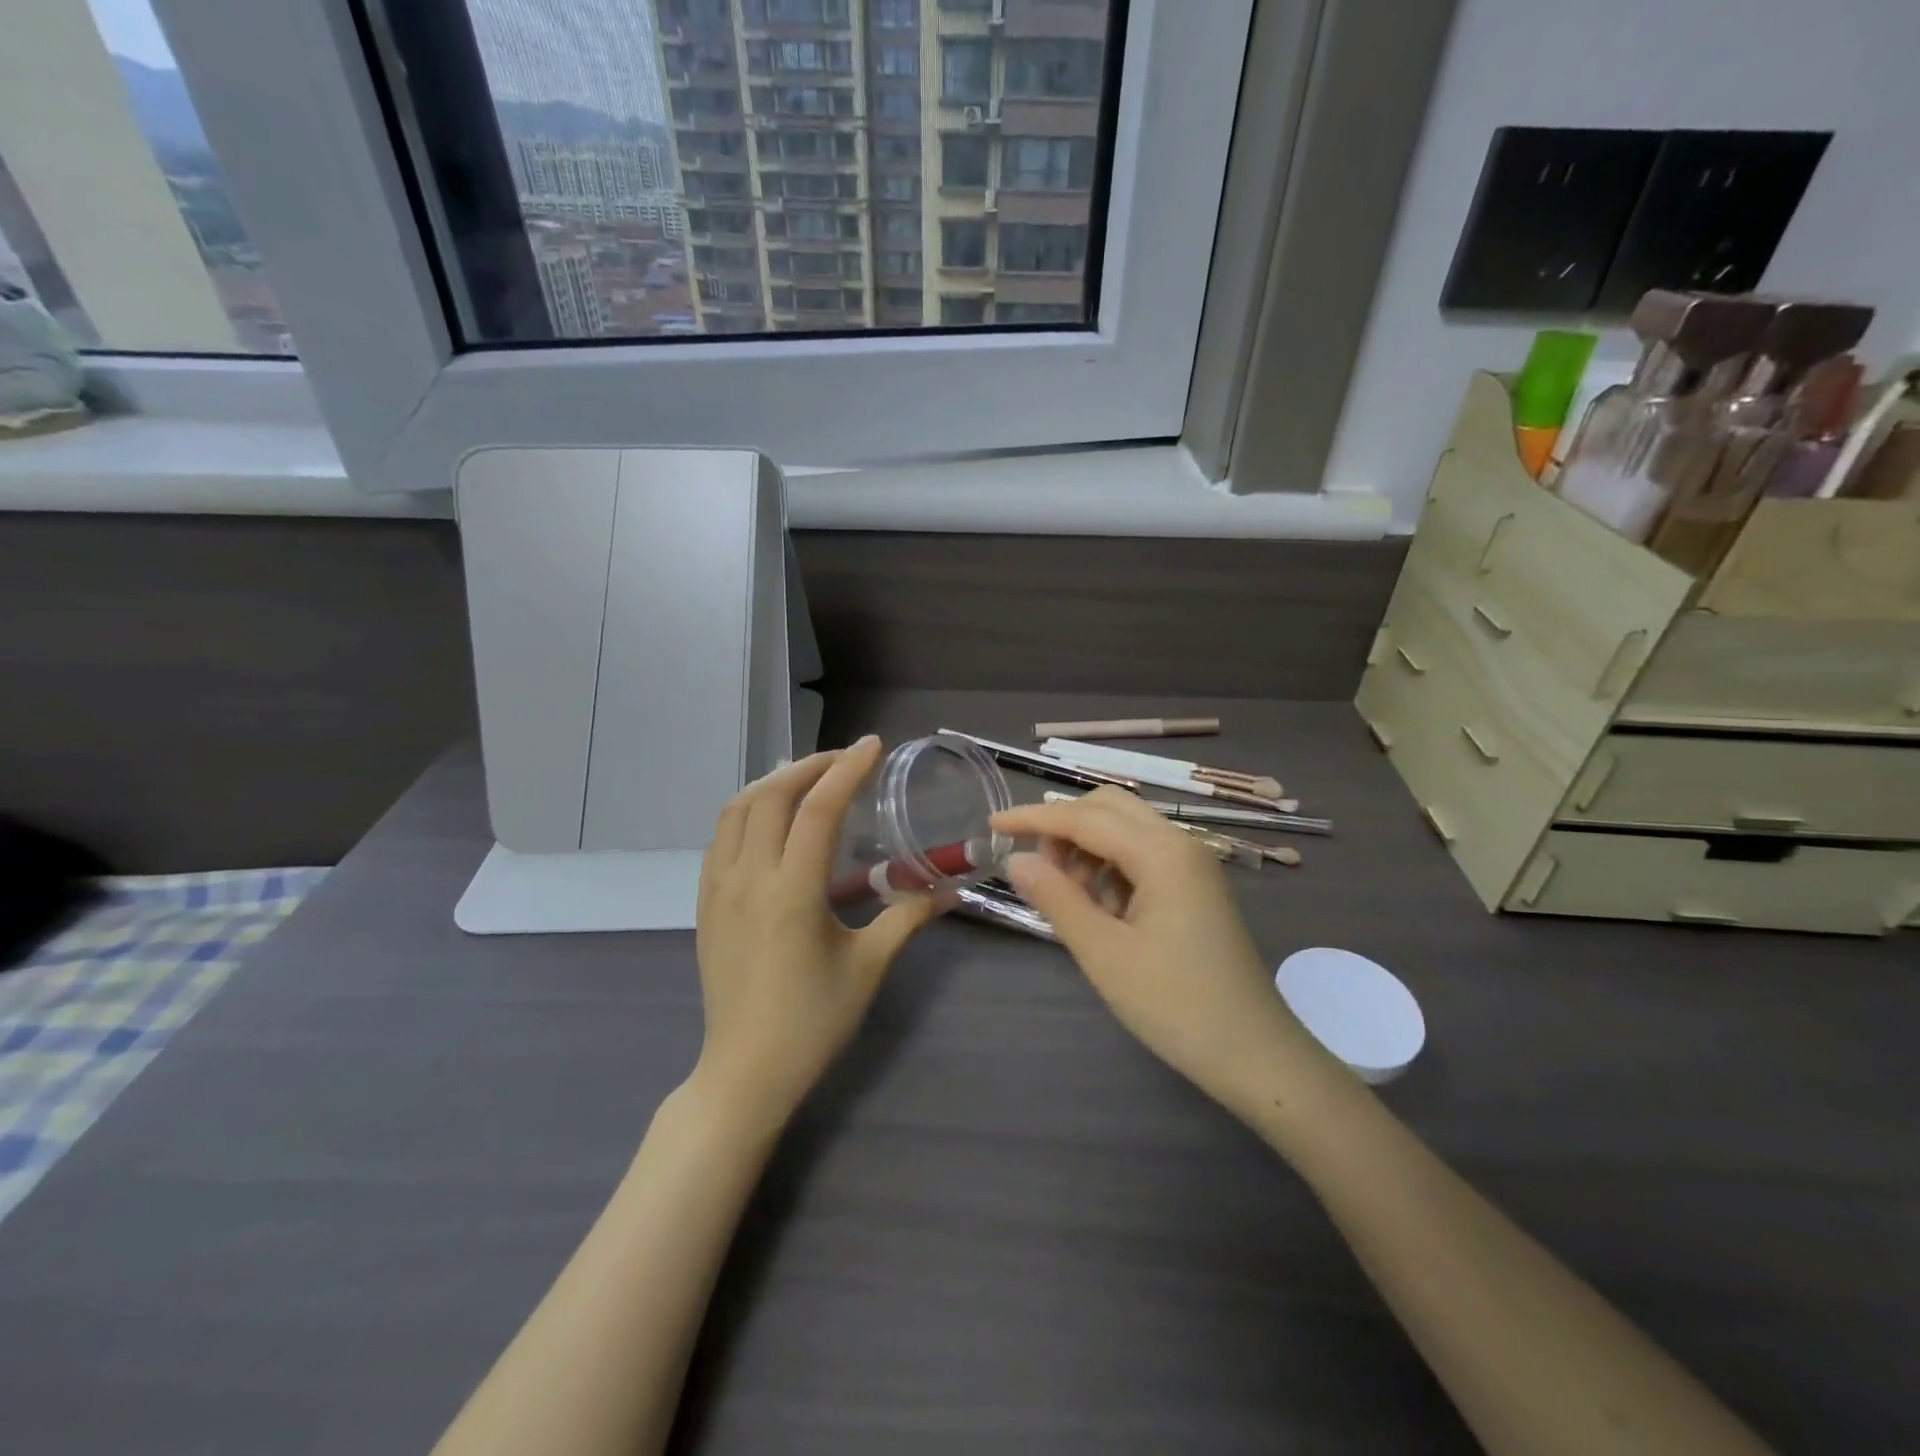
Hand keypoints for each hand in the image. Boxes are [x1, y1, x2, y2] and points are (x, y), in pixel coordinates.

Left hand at [693, 738, 943, 1128]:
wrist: (745, 1070)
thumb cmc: (813, 1021)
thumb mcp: (868, 967)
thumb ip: (907, 918)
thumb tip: (948, 891)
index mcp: (792, 892)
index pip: (818, 810)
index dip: (846, 770)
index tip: (872, 745)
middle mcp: (749, 878)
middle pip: (772, 795)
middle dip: (811, 765)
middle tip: (846, 759)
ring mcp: (719, 888)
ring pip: (738, 809)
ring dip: (775, 781)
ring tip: (810, 777)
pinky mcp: (705, 902)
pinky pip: (721, 836)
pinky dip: (749, 809)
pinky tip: (772, 818)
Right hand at [993, 789, 1327, 1116]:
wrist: (1256, 1056)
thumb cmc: (1176, 1006)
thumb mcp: (1105, 954)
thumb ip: (1056, 899)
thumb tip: (1014, 860)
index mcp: (1162, 853)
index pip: (1084, 817)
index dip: (1033, 818)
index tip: (992, 825)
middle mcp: (1180, 844)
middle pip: (1109, 808)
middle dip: (1064, 828)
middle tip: (1037, 871)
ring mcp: (1192, 866)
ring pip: (1125, 831)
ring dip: (1087, 850)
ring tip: (1069, 900)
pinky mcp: (1194, 888)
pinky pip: (1142, 857)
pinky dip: (1110, 870)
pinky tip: (1100, 910)